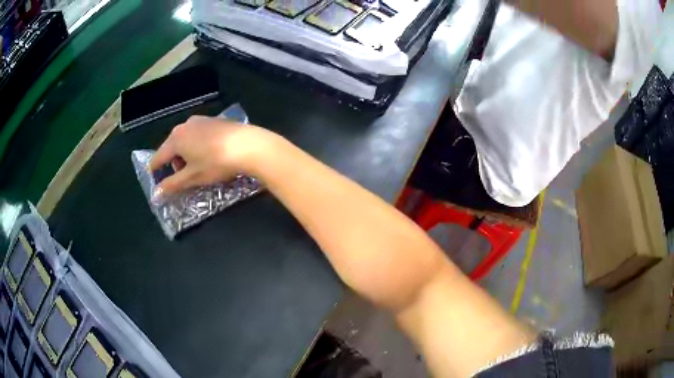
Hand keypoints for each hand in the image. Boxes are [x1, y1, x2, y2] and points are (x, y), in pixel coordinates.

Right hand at [149, 115, 275, 198]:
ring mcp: (200, 120)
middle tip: (186, 176)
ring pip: (185, 140)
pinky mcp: (214, 120)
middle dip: (175, 163)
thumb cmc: (216, 162)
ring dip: (186, 155)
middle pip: (172, 147)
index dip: (155, 170)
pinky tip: (211, 154)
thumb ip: (172, 184)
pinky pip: (198, 135)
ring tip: (199, 167)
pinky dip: (198, 146)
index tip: (155, 179)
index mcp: (176, 139)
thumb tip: (156, 194)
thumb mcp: (192, 177)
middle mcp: (185, 125)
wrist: (249, 145)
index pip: (158, 157)